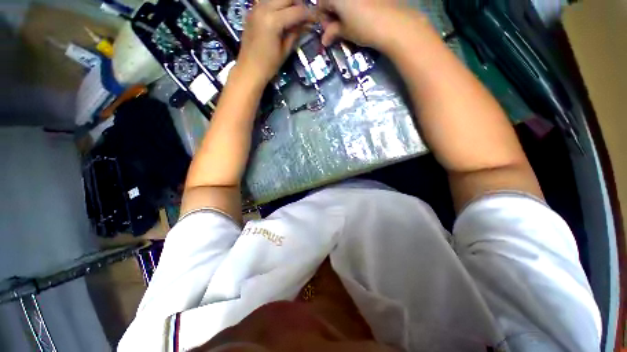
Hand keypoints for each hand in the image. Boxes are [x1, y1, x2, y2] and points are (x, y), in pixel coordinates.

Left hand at [237, 0, 313, 85]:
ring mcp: (256, 8)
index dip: (309, 14)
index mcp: (273, 21)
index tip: (316, 19)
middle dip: (299, 4)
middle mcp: (263, 8)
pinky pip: (267, 1)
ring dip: (288, 3)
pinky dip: (277, 5)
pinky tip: (281, 16)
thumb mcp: (285, 50)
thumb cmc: (268, 65)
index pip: (297, 11)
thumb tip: (306, 24)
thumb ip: (295, 33)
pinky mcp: (252, 11)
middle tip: (305, 16)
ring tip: (294, 15)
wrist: (249, 69)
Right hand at [317, 0, 424, 50]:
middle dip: (333, 12)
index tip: (328, 30)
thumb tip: (324, 39)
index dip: (323, 18)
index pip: (321, 4)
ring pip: (346, 0)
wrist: (393, 23)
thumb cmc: (364, 27)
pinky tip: (361, 15)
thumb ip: (332, 32)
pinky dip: (356, 5)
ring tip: (350, 22)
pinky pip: (359, 0)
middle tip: (338, 27)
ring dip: (344, 9)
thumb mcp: (345, 32)